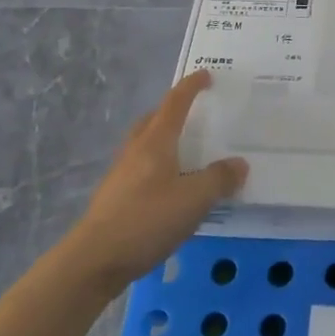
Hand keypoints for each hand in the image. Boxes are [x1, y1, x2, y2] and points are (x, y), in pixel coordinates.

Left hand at [63, 71, 247, 296]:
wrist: (94, 260)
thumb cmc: (147, 220)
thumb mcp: (195, 199)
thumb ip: (220, 179)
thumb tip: (239, 164)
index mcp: (155, 142)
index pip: (175, 104)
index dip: (190, 87)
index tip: (206, 74)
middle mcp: (135, 151)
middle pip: (152, 120)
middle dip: (172, 111)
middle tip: (194, 113)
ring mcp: (121, 175)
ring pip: (144, 145)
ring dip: (164, 139)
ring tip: (187, 151)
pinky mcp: (116, 198)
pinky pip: (142, 169)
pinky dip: (159, 166)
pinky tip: (172, 187)